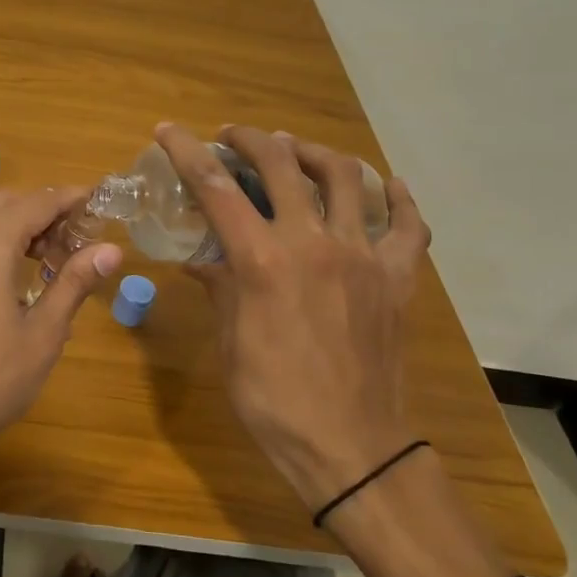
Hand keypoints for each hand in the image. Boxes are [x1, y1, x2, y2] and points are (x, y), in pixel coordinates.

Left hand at [0, 187, 122, 449]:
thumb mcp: (44, 333)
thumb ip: (74, 283)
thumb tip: (111, 250)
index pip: (34, 204)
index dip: (68, 198)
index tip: (99, 201)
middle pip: (6, 204)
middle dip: (44, 209)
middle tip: (79, 233)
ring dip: (20, 225)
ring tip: (55, 255)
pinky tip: (18, 274)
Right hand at [153, 123, 430, 514]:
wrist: (350, 446)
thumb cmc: (273, 398)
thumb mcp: (230, 339)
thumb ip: (219, 285)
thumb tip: (200, 256)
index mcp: (262, 260)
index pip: (215, 187)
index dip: (187, 151)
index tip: (168, 130)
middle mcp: (313, 243)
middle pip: (280, 164)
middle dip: (250, 139)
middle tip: (232, 137)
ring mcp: (363, 256)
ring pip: (344, 177)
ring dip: (312, 153)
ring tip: (294, 150)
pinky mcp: (398, 277)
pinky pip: (408, 226)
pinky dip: (398, 199)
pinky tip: (388, 185)